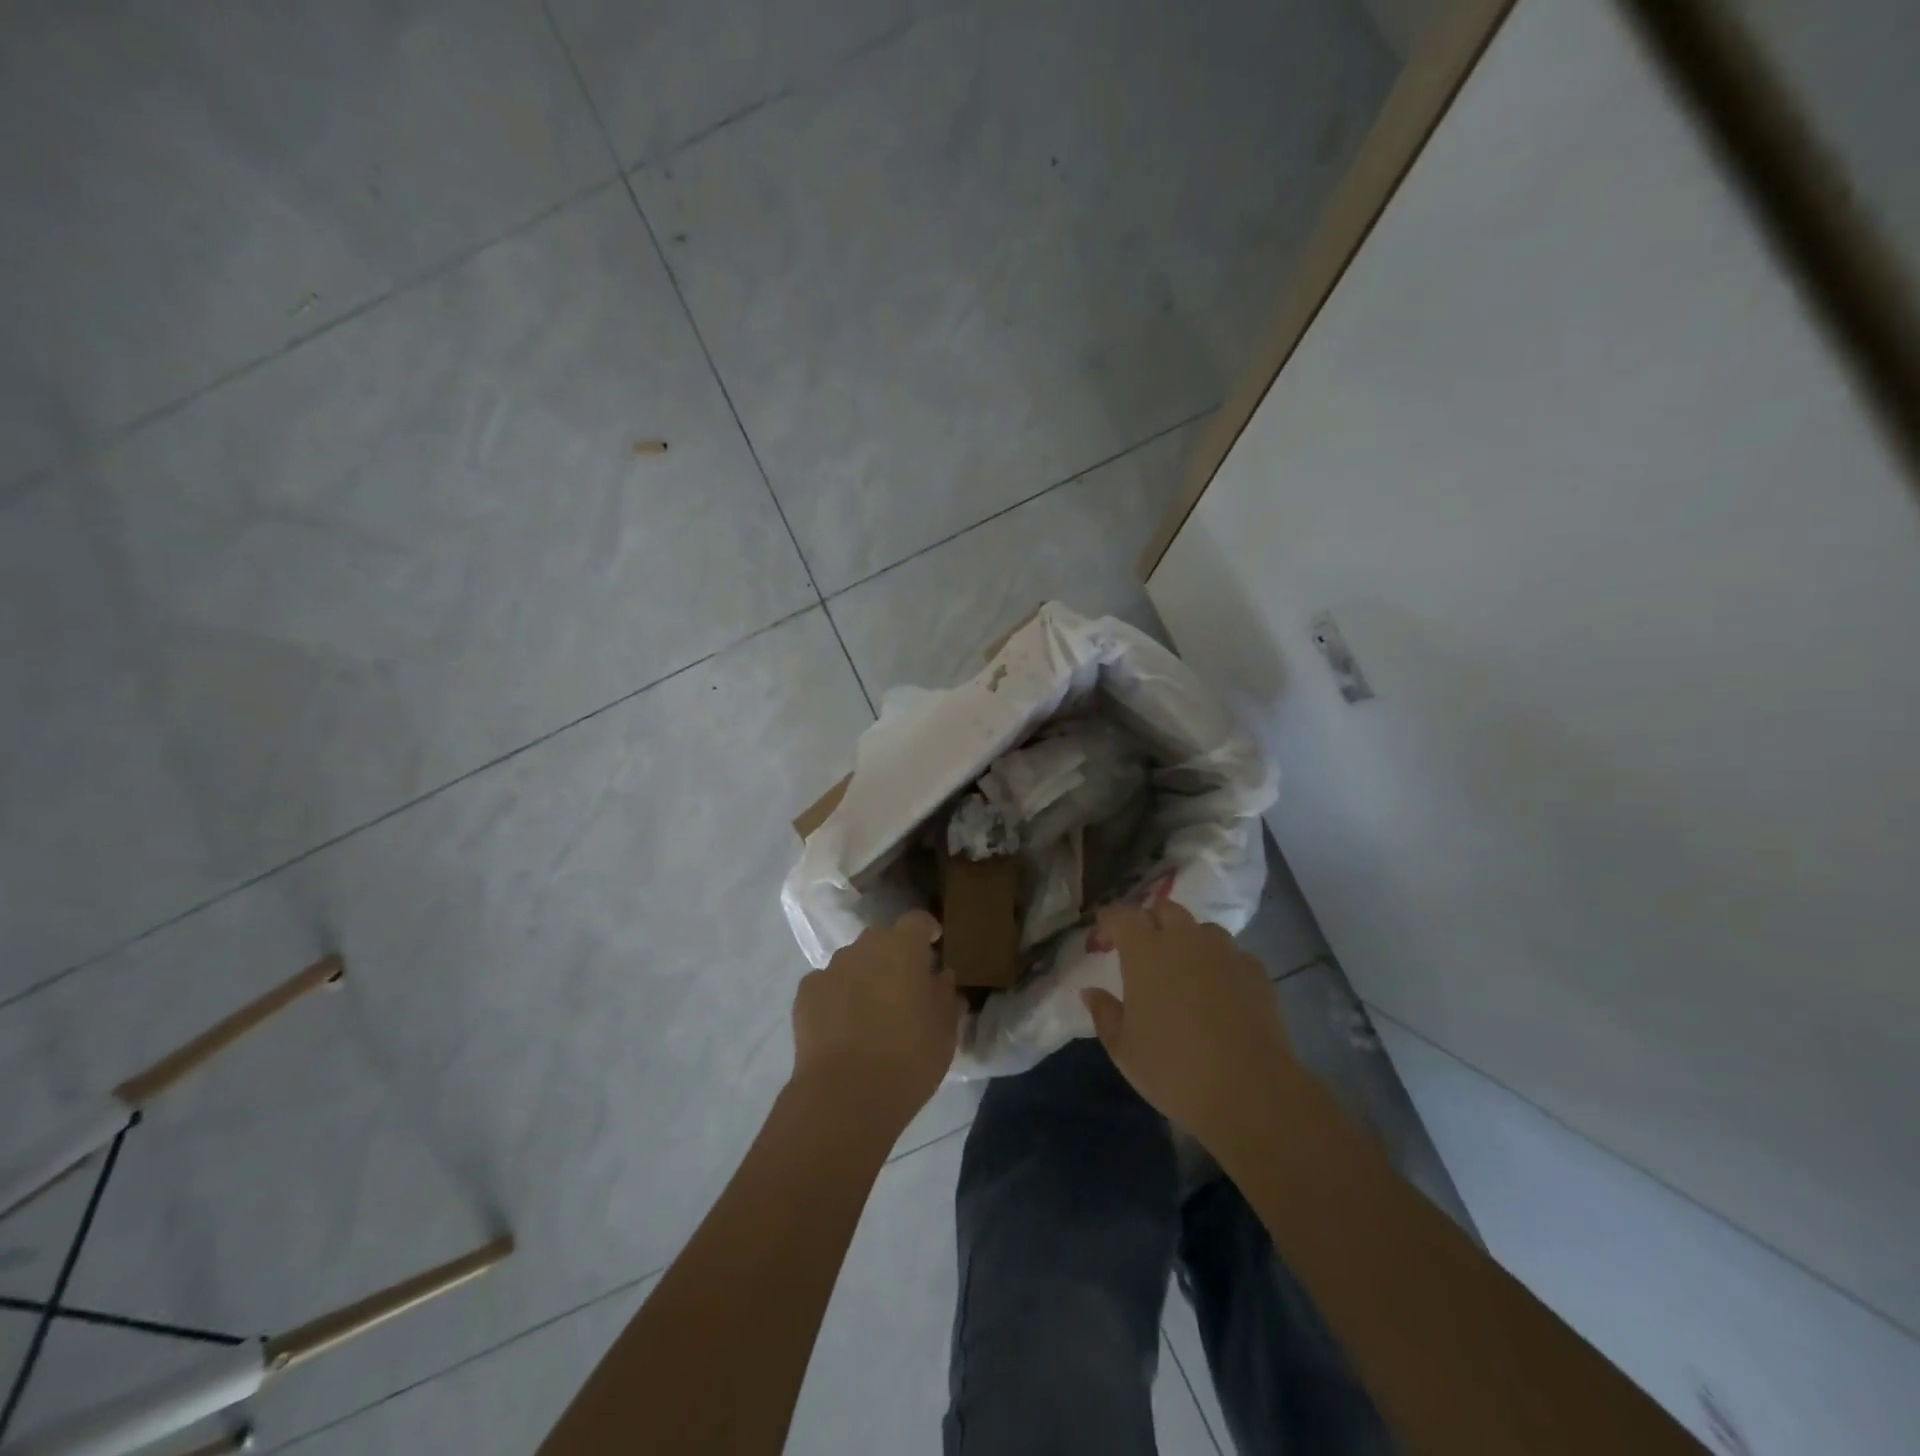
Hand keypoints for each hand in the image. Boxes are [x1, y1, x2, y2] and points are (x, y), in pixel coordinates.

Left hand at [792, 911, 962, 1131]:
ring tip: (871, 1009)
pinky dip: (837, 995)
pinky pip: (828, 983)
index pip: (917, 921)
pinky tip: (842, 1025)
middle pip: (882, 939)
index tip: (934, 944)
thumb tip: (941, 977)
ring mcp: (831, 968)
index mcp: (903, 949)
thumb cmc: (908, 1059)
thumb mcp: (945, 1031)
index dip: (926, 930)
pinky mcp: (805, 993)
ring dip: (865, 974)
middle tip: (904, 985)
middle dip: (894, 954)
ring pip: (853, 960)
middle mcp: (864, 948)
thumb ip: (945, 995)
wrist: (845, 1096)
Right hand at [1081, 900, 1304, 1155]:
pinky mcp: (1255, 970)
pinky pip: (1230, 953)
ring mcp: (1224, 952)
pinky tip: (1217, 992)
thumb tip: (1091, 992)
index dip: (1107, 924)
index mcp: (1145, 951)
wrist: (1250, 1092)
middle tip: (1140, 952)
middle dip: (1148, 922)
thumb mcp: (1123, 1048)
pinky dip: (1217, 963)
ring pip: (1200, 928)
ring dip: (1185, 939)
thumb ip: (1104, 1013)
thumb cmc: (1173, 1069)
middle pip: (1163, 909)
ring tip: (1182, 969)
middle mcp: (1184, 939)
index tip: (1100, 944)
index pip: (1121, 916)